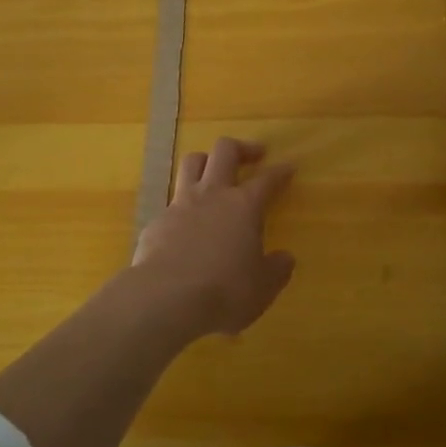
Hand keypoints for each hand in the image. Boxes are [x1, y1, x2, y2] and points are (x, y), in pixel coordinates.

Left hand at [132, 138, 296, 337]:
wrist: (166, 298)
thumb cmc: (225, 291)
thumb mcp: (262, 287)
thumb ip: (276, 269)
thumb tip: (285, 258)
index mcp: (244, 206)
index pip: (267, 179)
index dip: (280, 171)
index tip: (288, 166)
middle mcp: (212, 195)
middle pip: (224, 151)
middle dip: (242, 148)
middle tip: (254, 154)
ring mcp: (180, 204)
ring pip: (191, 163)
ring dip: (206, 160)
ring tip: (214, 170)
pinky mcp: (157, 221)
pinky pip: (171, 202)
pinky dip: (183, 207)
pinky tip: (186, 225)